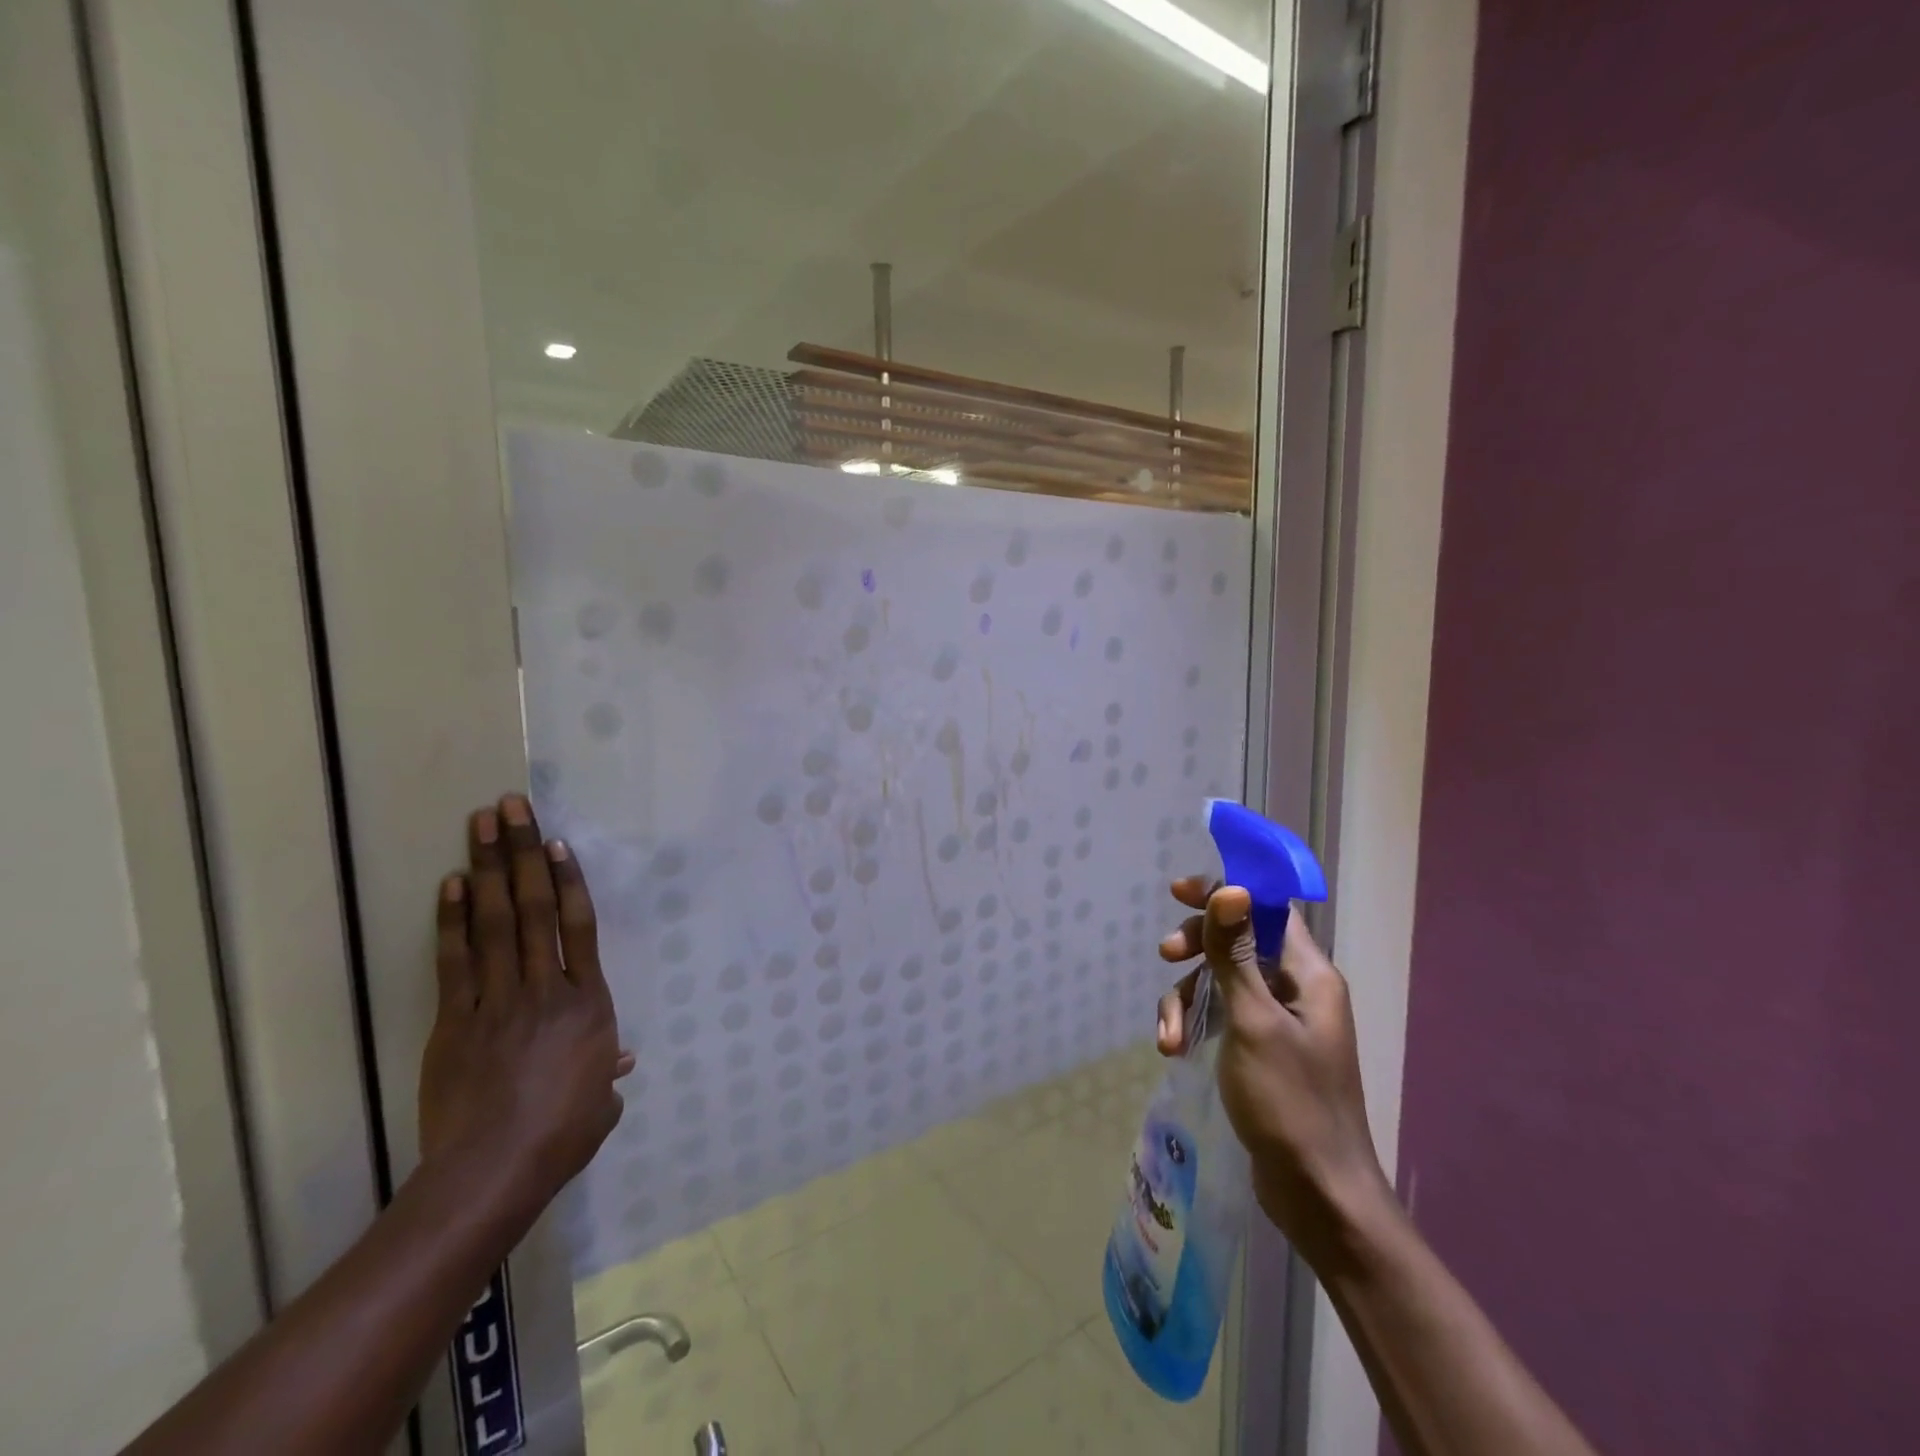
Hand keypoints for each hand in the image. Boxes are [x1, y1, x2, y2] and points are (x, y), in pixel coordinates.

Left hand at [419, 794, 633, 1219]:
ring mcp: (498, 1002)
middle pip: (533, 910)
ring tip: (481, 826)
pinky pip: (456, 963)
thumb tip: (620, 1059)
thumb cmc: (562, 1134)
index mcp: (589, 1003)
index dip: (567, 881)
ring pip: (494, 924)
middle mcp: (547, 989)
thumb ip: (608, 1071)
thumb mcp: (600, 1102)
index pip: (578, 928)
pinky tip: (450, 885)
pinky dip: (452, 922)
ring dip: (487, 871)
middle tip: (511, 808)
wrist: (493, 1172)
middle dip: (521, 854)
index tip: (556, 843)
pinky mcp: (456, 1022)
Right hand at [1156, 878, 1390, 1254]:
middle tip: (1167, 956)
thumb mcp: (1253, 1020)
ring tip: (1168, 1036)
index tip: (1179, 893)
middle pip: (1237, 940)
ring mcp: (1277, 1021)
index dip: (1225, 892)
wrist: (1317, 1194)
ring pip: (1221, 981)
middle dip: (1197, 947)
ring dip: (1187, 999)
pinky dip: (1193, 1025)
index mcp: (1308, 974)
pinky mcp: (1258, 1049)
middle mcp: (1296, 989)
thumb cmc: (1289, 1100)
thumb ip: (1236, 953)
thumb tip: (1230, 888)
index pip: (1266, 907)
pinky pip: (1219, 1016)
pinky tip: (1173, 1050)